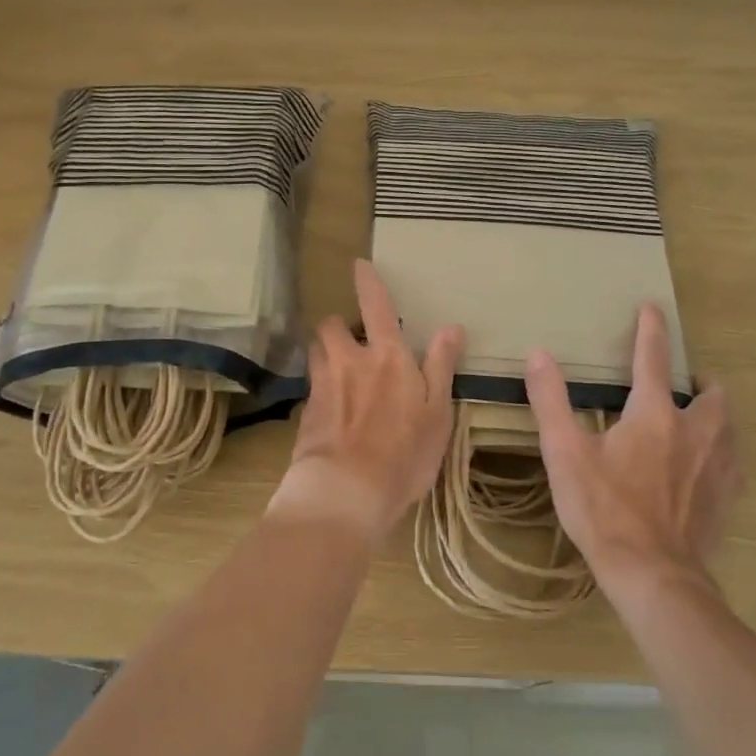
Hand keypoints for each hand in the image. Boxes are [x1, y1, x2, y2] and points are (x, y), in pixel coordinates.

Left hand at [276, 260, 463, 540]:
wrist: (346, 491)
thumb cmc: (404, 453)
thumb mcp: (438, 412)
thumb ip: (441, 366)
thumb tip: (450, 326)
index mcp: (387, 357)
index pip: (376, 306)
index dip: (367, 283)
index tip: (358, 264)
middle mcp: (349, 361)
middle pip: (330, 326)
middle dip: (337, 326)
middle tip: (350, 340)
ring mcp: (323, 386)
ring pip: (315, 353)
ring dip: (324, 353)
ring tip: (338, 371)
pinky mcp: (305, 413)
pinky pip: (311, 388)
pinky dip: (320, 389)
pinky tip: (331, 412)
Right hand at [524, 304, 741, 601]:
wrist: (652, 573)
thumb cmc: (603, 509)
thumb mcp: (564, 453)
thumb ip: (551, 400)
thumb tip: (539, 354)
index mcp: (654, 415)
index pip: (653, 359)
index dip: (651, 330)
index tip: (652, 308)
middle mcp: (695, 432)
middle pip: (712, 395)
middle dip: (701, 381)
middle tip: (684, 382)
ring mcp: (716, 468)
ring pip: (728, 428)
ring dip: (715, 415)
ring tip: (698, 418)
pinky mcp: (725, 499)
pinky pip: (732, 465)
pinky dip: (722, 454)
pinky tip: (707, 467)